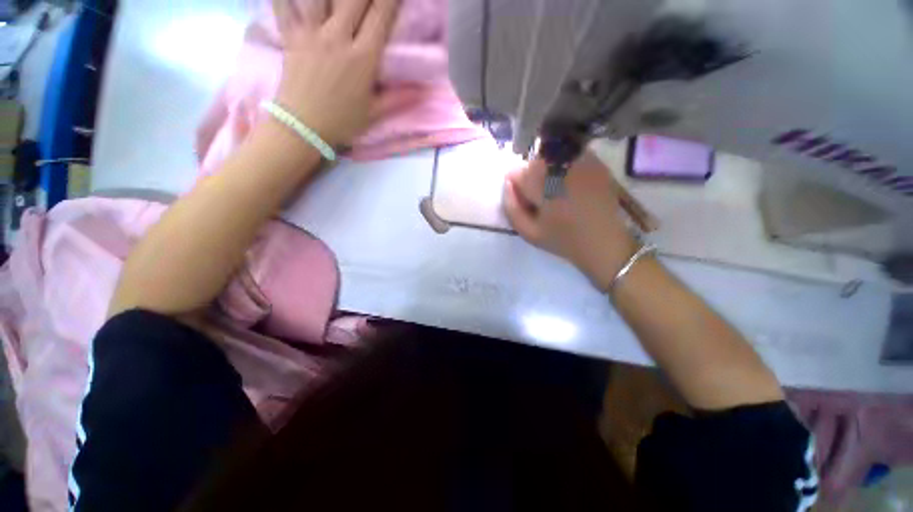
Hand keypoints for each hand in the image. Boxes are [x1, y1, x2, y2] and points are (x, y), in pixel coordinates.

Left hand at [272, 0, 398, 147]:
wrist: (303, 127)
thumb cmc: (342, 122)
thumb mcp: (375, 114)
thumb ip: (398, 99)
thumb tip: (423, 91)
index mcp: (363, 57)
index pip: (381, 16)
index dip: (391, 0)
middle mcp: (338, 37)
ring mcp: (312, 32)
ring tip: (344, 0)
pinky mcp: (291, 35)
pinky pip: (285, 5)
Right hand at [503, 151, 657, 290]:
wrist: (604, 243)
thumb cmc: (563, 240)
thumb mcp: (528, 232)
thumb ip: (511, 207)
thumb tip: (507, 183)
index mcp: (542, 185)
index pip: (516, 172)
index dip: (516, 186)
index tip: (525, 199)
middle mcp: (561, 167)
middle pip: (534, 162)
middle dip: (531, 177)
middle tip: (540, 197)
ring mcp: (581, 162)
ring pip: (552, 156)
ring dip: (548, 170)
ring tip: (556, 191)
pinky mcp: (596, 163)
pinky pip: (571, 155)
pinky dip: (565, 166)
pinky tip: (571, 184)